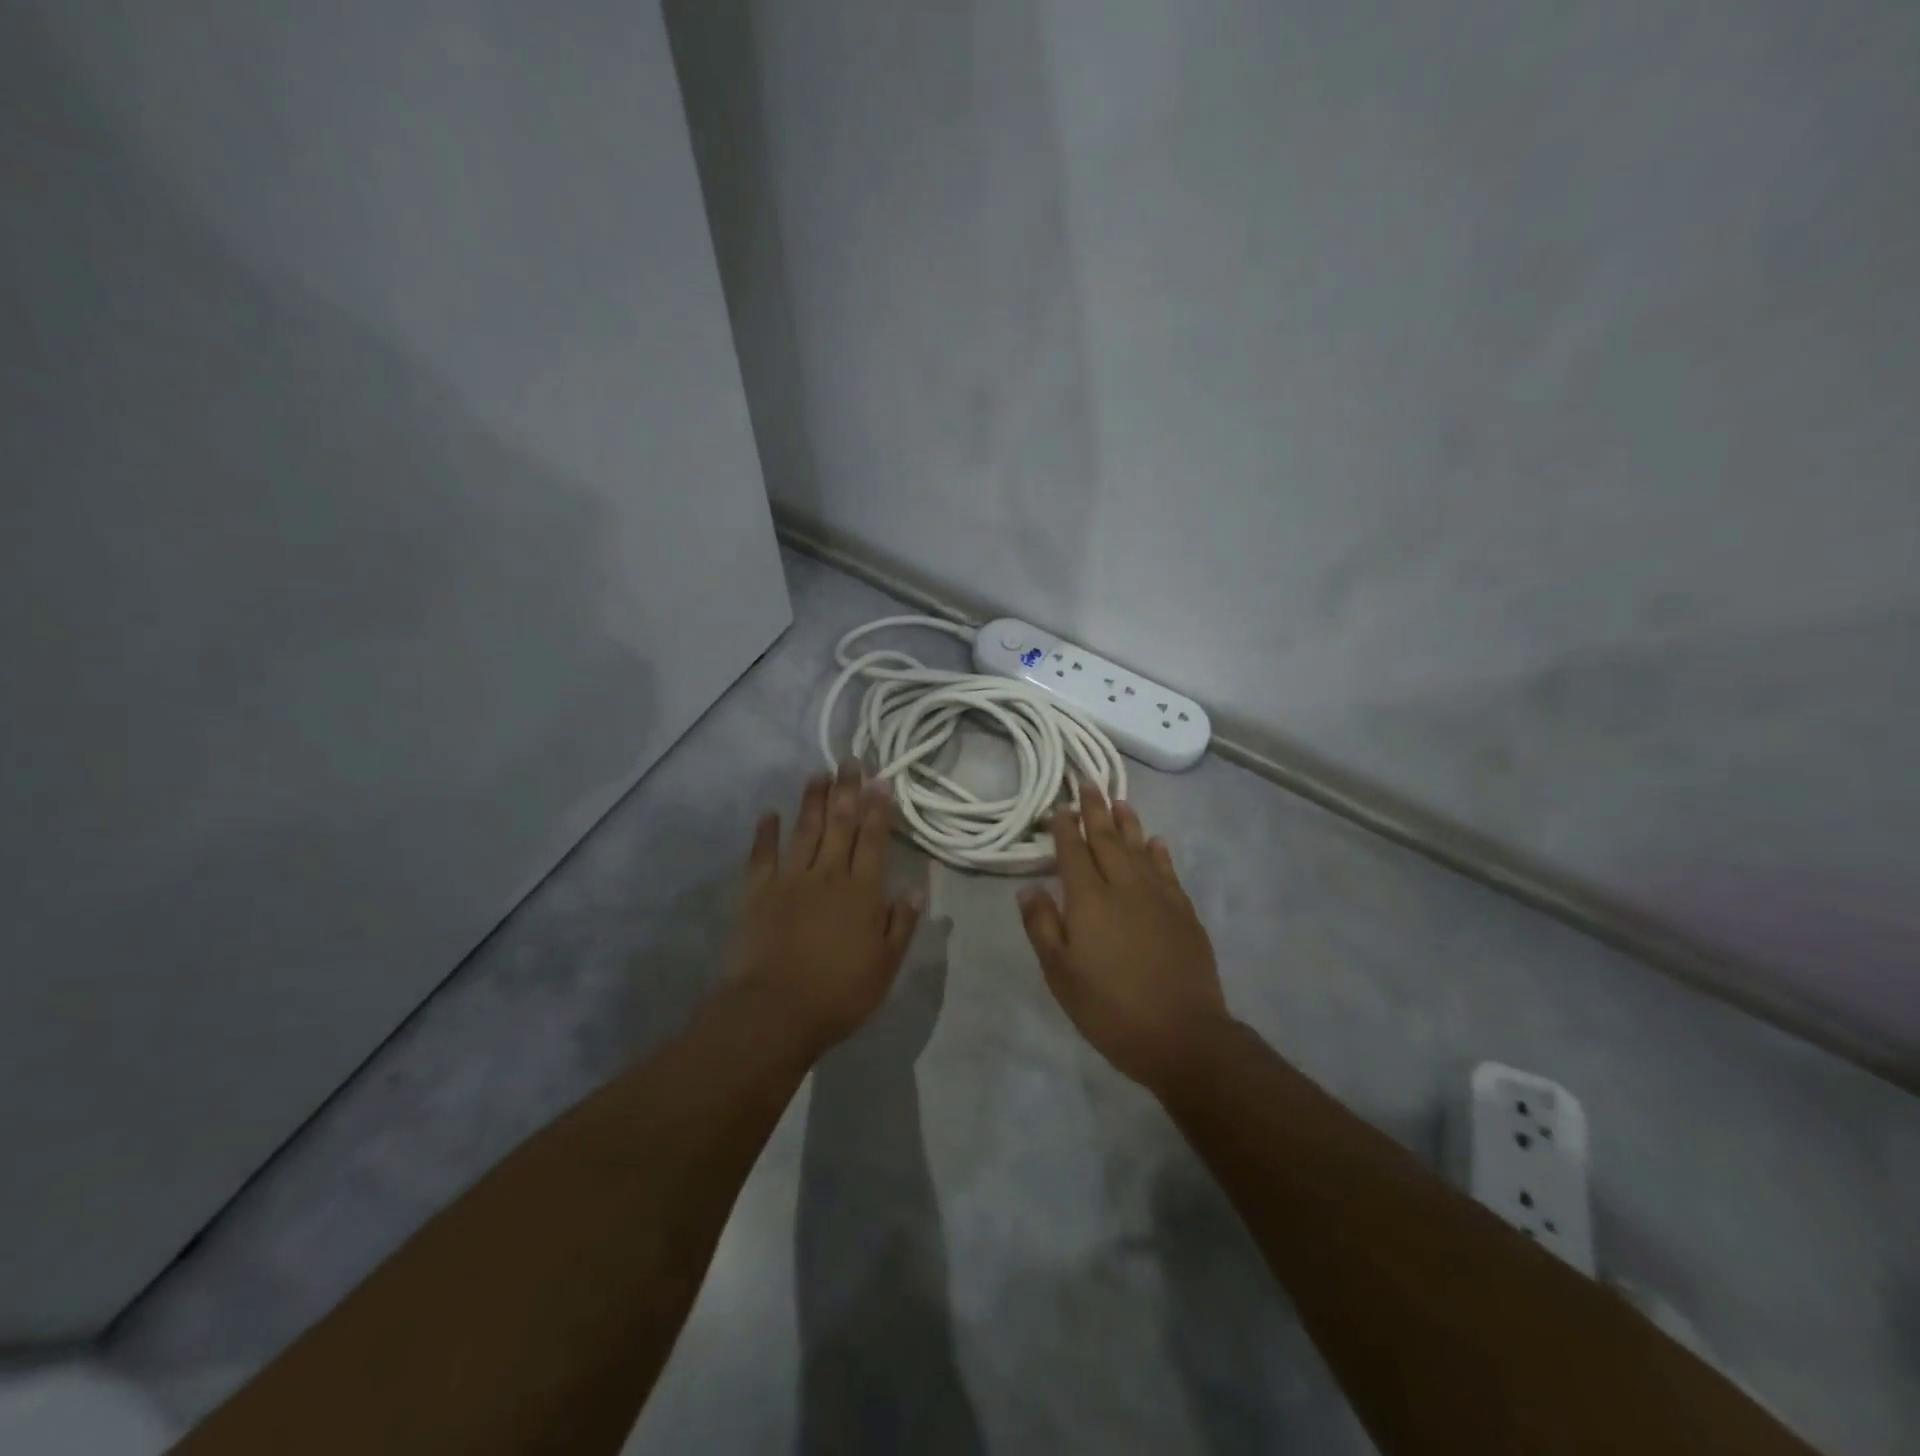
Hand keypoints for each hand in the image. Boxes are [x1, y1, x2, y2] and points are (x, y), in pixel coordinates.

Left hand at [728, 761, 924, 1051]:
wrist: (776, 1012)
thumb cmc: (840, 993)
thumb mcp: (885, 965)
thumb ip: (901, 924)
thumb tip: (918, 889)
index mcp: (862, 892)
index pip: (873, 840)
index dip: (878, 808)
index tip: (880, 780)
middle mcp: (828, 875)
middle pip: (840, 825)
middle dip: (847, 791)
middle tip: (850, 761)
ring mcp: (790, 880)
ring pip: (804, 830)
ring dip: (812, 801)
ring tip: (818, 774)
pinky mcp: (758, 893)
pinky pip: (762, 855)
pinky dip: (765, 832)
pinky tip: (769, 813)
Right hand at [1017, 787, 1228, 1091]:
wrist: (1183, 1035)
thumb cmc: (1110, 1009)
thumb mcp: (1061, 975)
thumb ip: (1043, 927)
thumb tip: (1029, 888)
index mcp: (1090, 900)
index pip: (1074, 852)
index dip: (1065, 827)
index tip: (1059, 804)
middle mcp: (1124, 887)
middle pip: (1107, 840)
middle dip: (1095, 810)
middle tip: (1088, 782)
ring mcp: (1159, 897)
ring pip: (1140, 848)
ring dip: (1128, 823)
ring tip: (1120, 801)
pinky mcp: (1184, 912)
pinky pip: (1168, 871)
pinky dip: (1159, 852)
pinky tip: (1156, 842)